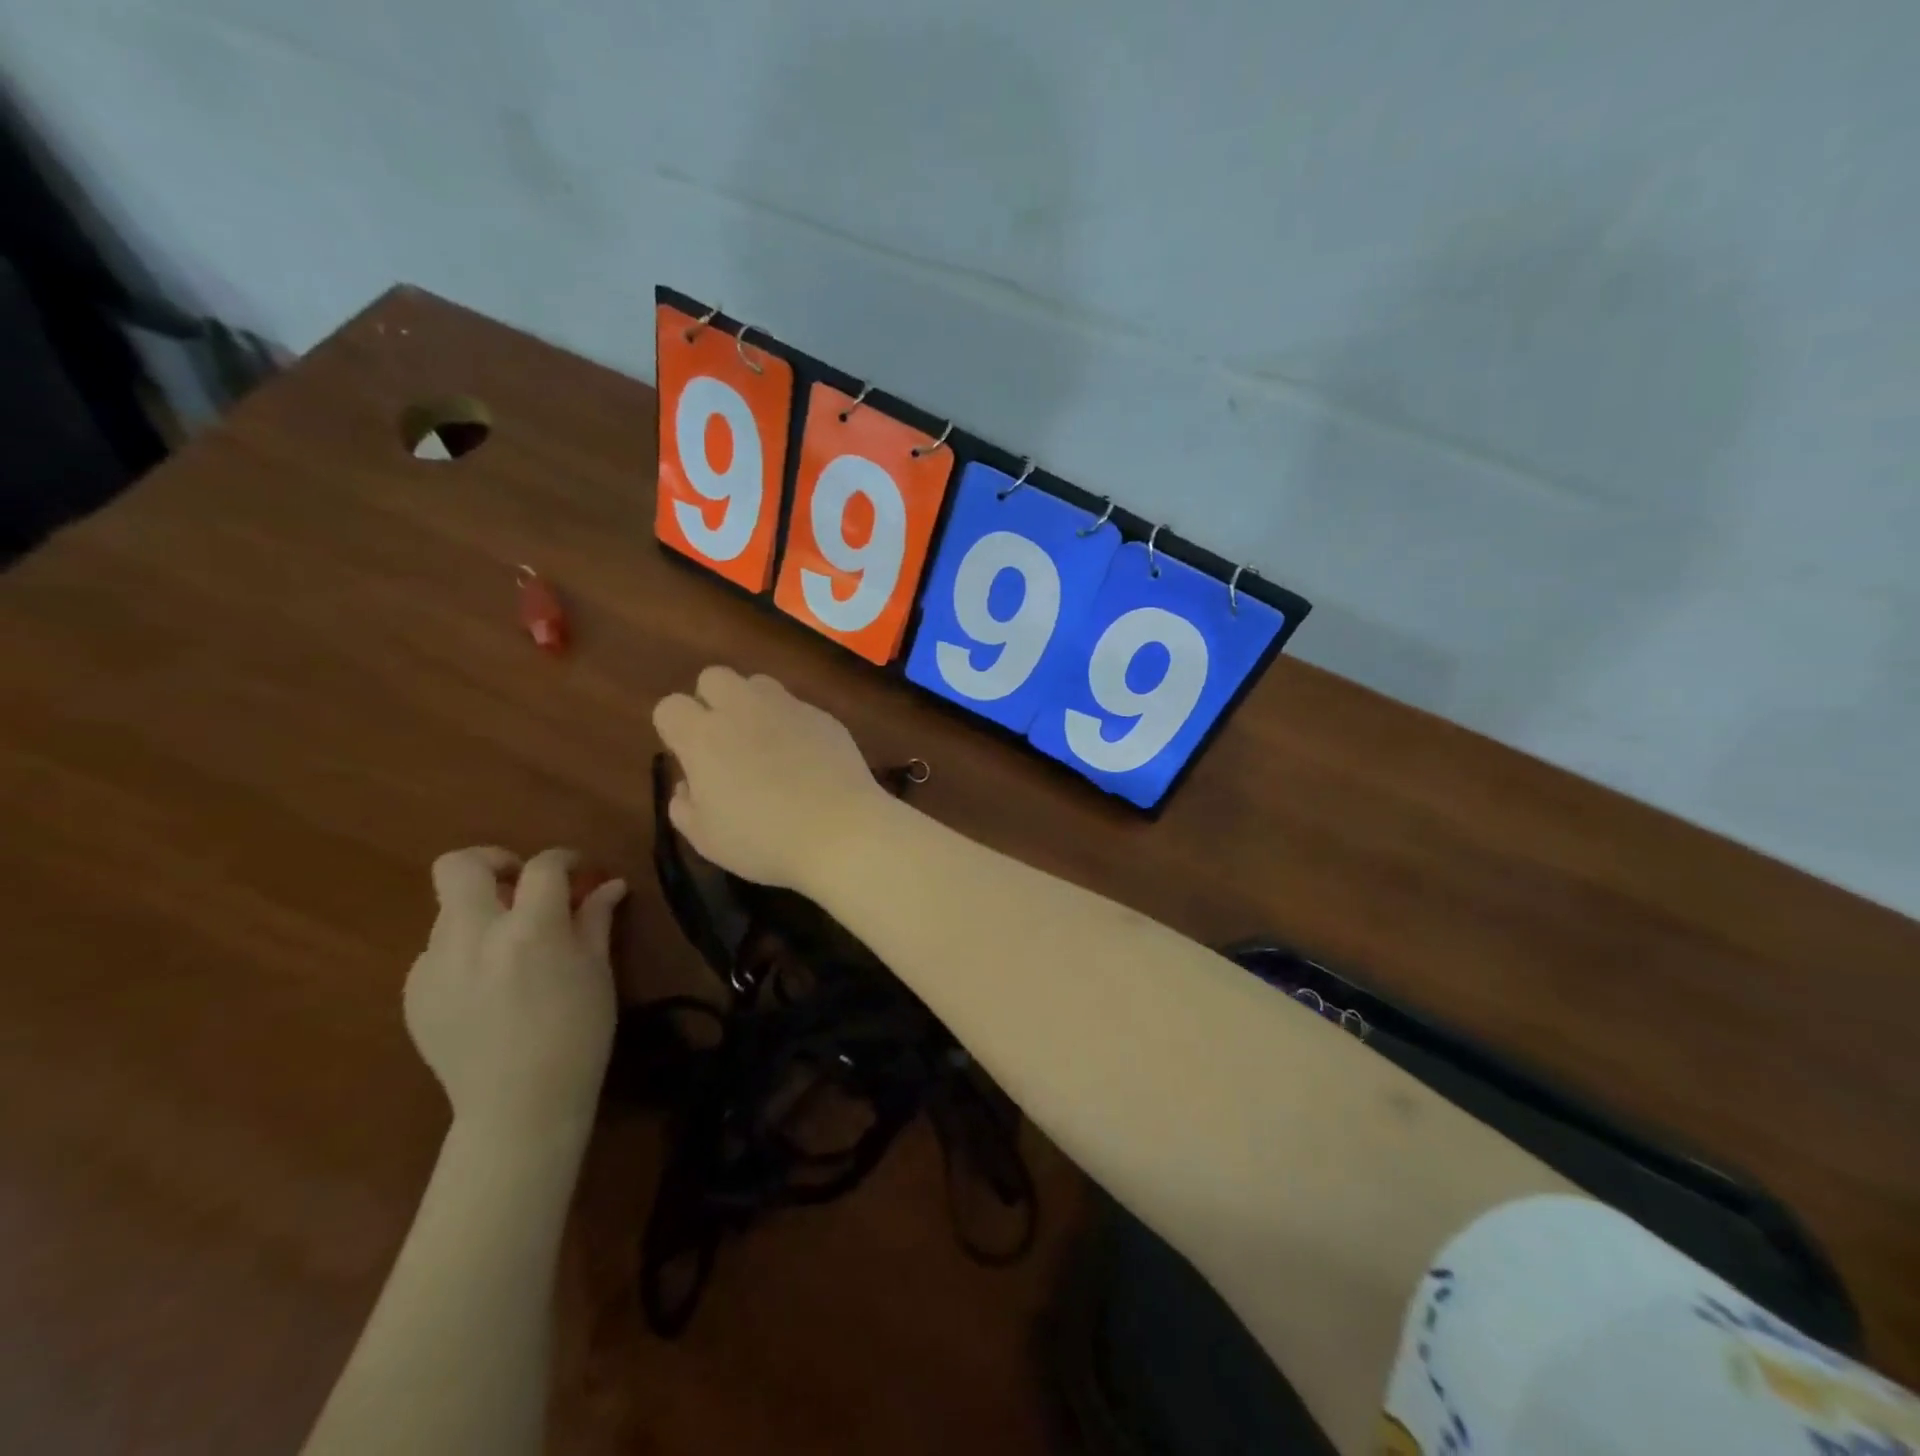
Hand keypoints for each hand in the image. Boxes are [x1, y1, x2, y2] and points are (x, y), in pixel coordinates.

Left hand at [404, 847, 627, 1136]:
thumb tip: (609, 884)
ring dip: (481, 912)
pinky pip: (437, 952)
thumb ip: (596, 919)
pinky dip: (464, 951)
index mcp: (529, 930)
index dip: (564, 859)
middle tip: (520, 884)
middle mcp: (474, 937)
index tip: (577, 870)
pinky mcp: (414, 994)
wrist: (519, 1106)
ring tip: (509, 947)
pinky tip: (488, 985)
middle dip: (493, 861)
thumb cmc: (577, 1035)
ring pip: (449, 911)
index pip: (542, 866)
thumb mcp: (597, 972)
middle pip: (460, 866)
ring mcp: (434, 966)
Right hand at [652, 667, 890, 890]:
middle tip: (725, 742)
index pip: (670, 707)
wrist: (842, 831)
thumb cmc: (765, 840)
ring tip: (767, 745)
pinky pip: (798, 707)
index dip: (675, 730)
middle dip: (712, 701)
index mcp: (704, 737)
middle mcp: (743, 709)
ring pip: (758, 684)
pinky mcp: (824, 716)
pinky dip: (793, 724)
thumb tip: (688, 785)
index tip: (690, 758)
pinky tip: (807, 759)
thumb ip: (684, 807)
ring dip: (753, 705)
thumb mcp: (708, 839)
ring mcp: (789, 707)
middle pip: (714, 677)